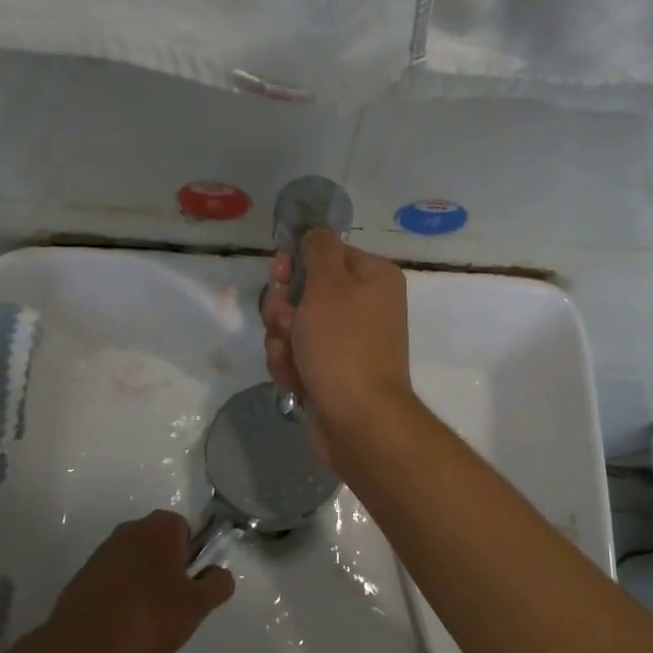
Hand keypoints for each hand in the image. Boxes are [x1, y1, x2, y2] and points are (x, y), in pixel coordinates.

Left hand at [44, 511, 234, 652]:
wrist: (83, 646)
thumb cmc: (150, 616)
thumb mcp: (198, 605)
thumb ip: (218, 584)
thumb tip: (219, 573)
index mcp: (161, 525)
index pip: (187, 531)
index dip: (192, 559)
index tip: (190, 588)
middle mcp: (131, 528)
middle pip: (160, 546)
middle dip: (168, 570)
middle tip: (172, 606)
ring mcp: (103, 551)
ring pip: (136, 563)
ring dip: (143, 584)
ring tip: (146, 622)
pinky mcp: (82, 576)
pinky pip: (112, 581)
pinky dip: (120, 597)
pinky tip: (121, 626)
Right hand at [262, 230, 416, 471]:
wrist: (358, 420)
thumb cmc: (343, 344)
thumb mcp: (328, 284)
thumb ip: (318, 249)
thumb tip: (315, 232)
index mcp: (372, 277)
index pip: (324, 253)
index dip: (296, 264)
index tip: (279, 277)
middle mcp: (364, 305)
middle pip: (303, 291)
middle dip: (284, 311)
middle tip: (287, 325)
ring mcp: (347, 341)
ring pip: (293, 326)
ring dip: (283, 342)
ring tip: (295, 361)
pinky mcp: (331, 371)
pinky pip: (297, 356)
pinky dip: (291, 367)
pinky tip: (298, 382)